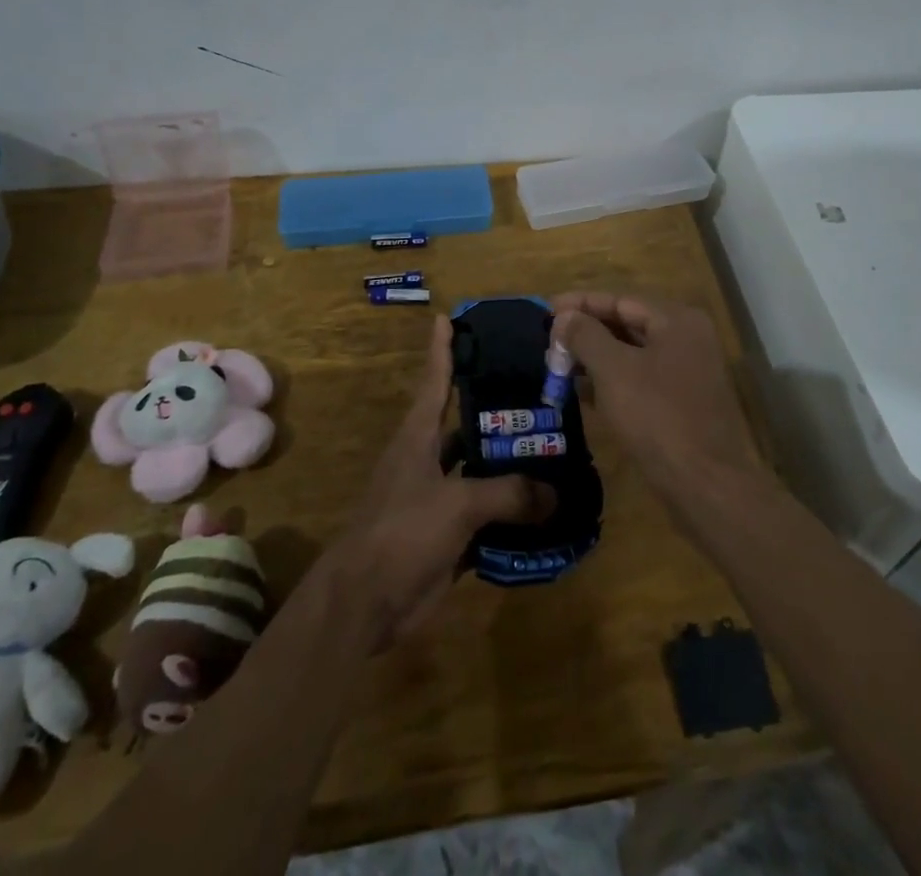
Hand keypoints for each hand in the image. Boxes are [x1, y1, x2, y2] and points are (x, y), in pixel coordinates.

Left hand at [327, 316, 555, 648]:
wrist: (365, 602)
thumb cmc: (402, 531)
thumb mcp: (457, 503)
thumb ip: (508, 493)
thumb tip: (555, 492)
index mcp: (418, 437)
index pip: (435, 381)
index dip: (442, 350)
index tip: (448, 317)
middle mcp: (426, 460)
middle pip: (464, 425)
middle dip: (496, 410)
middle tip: (539, 391)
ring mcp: (435, 498)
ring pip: (478, 471)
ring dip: (509, 464)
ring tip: (552, 448)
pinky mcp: (445, 535)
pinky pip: (485, 515)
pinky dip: (510, 512)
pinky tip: (544, 508)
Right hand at [552, 293, 762, 498]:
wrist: (706, 485)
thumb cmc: (657, 417)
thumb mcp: (614, 370)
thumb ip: (586, 336)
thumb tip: (566, 316)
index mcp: (676, 320)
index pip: (620, 300)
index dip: (581, 303)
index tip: (546, 309)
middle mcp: (686, 338)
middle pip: (627, 324)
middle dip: (586, 331)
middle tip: (549, 340)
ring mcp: (687, 372)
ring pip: (632, 354)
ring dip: (594, 357)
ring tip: (557, 365)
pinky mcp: (682, 402)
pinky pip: (640, 379)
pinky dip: (611, 381)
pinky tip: (581, 391)